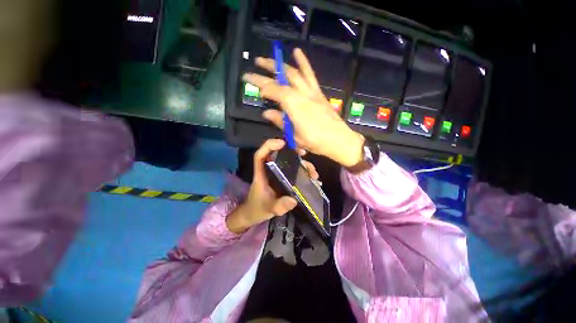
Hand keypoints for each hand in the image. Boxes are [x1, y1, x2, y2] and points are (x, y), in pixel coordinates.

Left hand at [226, 139, 318, 233]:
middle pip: (278, 155)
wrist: (255, 214)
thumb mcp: (268, 209)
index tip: (282, 143)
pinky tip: (312, 178)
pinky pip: (294, 172)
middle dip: (292, 152)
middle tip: (304, 153)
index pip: (260, 155)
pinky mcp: (283, 179)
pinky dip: (303, 172)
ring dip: (301, 164)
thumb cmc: (257, 209)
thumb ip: (279, 206)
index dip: (269, 145)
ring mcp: (277, 174)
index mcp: (261, 174)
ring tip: (313, 173)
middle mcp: (269, 170)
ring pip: (289, 163)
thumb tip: (294, 200)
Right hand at [242, 48, 364, 167]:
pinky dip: (303, 63)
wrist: (339, 140)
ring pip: (295, 73)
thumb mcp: (294, 135)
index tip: (248, 80)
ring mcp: (311, 91)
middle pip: (282, 77)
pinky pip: (310, 75)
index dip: (260, 84)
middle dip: (268, 68)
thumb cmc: (315, 141)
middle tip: (256, 63)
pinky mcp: (318, 92)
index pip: (273, 90)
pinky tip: (297, 52)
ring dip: (281, 63)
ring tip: (271, 57)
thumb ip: (280, 121)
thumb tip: (266, 113)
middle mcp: (301, 94)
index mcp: (293, 105)